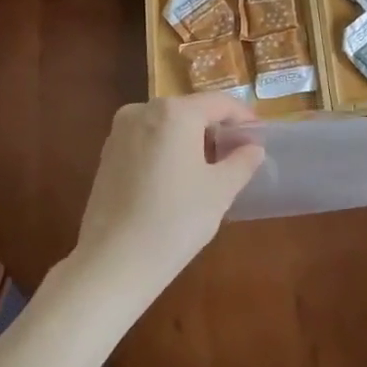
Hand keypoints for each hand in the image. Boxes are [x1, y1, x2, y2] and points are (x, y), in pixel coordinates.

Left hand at [67, 94, 264, 306]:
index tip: (259, 136)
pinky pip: (147, 142)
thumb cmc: (175, 220)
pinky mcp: (106, 156)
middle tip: (238, 155)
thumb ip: (242, 161)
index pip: (219, 103)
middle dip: (216, 129)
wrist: (113, 262)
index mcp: (175, 112)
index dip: (243, 117)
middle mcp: (143, 111)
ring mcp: (119, 133)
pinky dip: (167, 152)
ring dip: (190, 141)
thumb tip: (253, 147)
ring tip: (210, 170)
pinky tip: (177, 181)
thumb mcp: (221, 190)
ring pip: (167, 126)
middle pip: (190, 111)